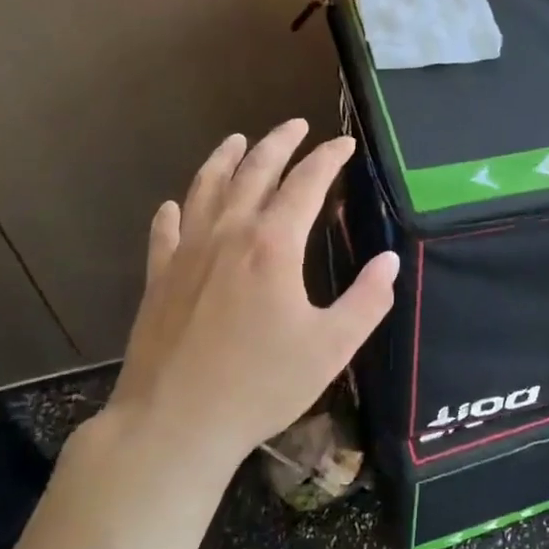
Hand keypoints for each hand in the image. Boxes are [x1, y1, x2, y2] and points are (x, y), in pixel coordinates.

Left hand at [103, 120, 397, 476]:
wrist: (175, 424)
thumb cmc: (261, 385)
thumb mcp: (332, 347)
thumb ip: (367, 299)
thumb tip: (389, 261)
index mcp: (273, 244)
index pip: (306, 183)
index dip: (327, 158)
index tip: (344, 143)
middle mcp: (228, 234)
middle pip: (254, 172)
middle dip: (279, 143)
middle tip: (296, 124)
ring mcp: (187, 254)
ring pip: (206, 189)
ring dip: (224, 159)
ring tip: (238, 140)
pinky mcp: (159, 278)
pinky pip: (166, 231)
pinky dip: (175, 211)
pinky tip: (175, 205)